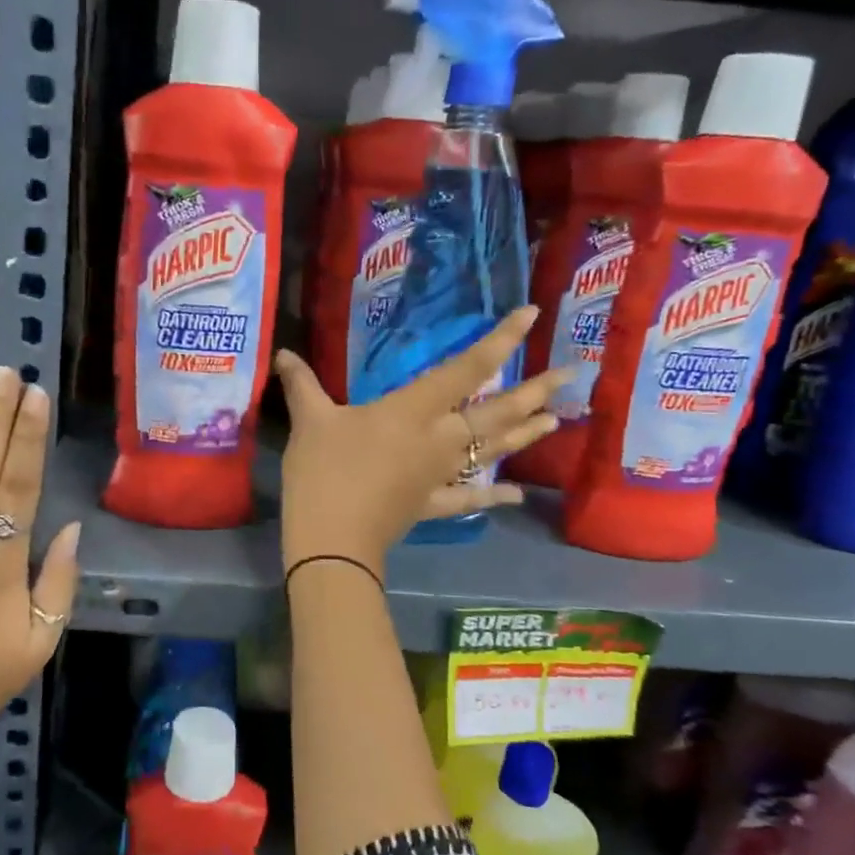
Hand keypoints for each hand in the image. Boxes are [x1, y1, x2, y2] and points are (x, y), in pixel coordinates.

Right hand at [272, 307, 561, 576]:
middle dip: (535, 391)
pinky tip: (516, 494)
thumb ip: (301, 383)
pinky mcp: (432, 504)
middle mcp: (439, 438)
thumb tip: (282, 352)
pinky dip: (492, 496)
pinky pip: (468, 498)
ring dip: (526, 434)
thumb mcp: (310, 420)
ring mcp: (441, 475)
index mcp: (414, 410)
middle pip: (496, 412)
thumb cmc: (324, 471)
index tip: (532, 315)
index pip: (466, 369)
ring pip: (493, 450)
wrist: (332, 539)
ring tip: (558, 418)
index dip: (500, 340)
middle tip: (572, 375)